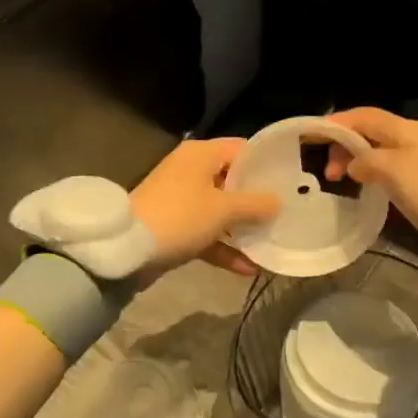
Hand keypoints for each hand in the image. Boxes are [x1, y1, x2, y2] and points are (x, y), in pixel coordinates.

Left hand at [130, 137, 280, 277]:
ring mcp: (182, 200)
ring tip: (271, 242)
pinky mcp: (175, 226)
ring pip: (221, 210)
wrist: (126, 250)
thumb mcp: (224, 210)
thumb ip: (256, 204)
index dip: (267, 164)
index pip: (243, 149)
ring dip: (243, 228)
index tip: (291, 181)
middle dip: (258, 200)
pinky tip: (248, 268)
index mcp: (202, 154)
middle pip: (233, 181)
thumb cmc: (180, 217)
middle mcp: (191, 171)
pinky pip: (207, 232)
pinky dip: (224, 247)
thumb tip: (279, 201)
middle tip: (287, 213)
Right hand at [322, 108, 417, 254]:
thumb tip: (355, 164)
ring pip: (381, 152)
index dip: (337, 123)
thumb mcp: (393, 171)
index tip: (312, 138)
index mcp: (404, 129)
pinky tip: (368, 189)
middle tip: (326, 172)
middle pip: (371, 132)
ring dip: (358, 161)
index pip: (363, 116)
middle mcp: (413, 138)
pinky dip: (374, 174)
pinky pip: (392, 169)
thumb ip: (366, 161)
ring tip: (340, 181)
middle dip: (345, 145)